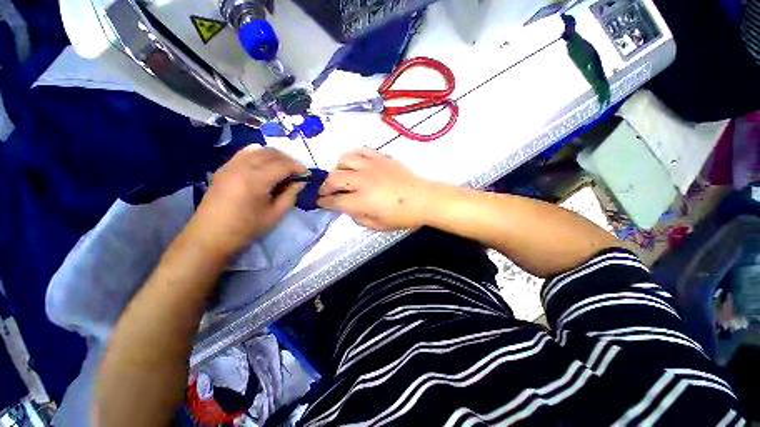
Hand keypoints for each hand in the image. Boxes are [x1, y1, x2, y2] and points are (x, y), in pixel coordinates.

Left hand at [188, 146, 307, 255]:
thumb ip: (290, 195)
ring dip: (275, 155)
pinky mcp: (224, 168)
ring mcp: (231, 165)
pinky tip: (264, 165)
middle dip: (289, 160)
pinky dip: (259, 154)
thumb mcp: (275, 214)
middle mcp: (243, 166)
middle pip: (271, 153)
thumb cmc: (246, 228)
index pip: (283, 165)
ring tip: (283, 167)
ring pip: (258, 149)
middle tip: (298, 171)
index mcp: (256, 179)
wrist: (210, 236)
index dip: (298, 167)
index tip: (307, 175)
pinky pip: (245, 153)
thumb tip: (301, 182)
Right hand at [318, 147, 431, 230]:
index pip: (334, 200)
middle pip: (333, 178)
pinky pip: (360, 150)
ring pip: (343, 160)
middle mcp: (362, 181)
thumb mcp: (378, 226)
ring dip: (337, 169)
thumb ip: (359, 218)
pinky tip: (354, 163)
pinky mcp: (381, 157)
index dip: (323, 202)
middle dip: (325, 186)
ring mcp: (371, 166)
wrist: (424, 199)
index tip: (319, 202)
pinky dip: (352, 156)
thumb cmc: (403, 216)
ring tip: (341, 176)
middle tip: (327, 191)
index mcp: (362, 201)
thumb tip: (348, 209)